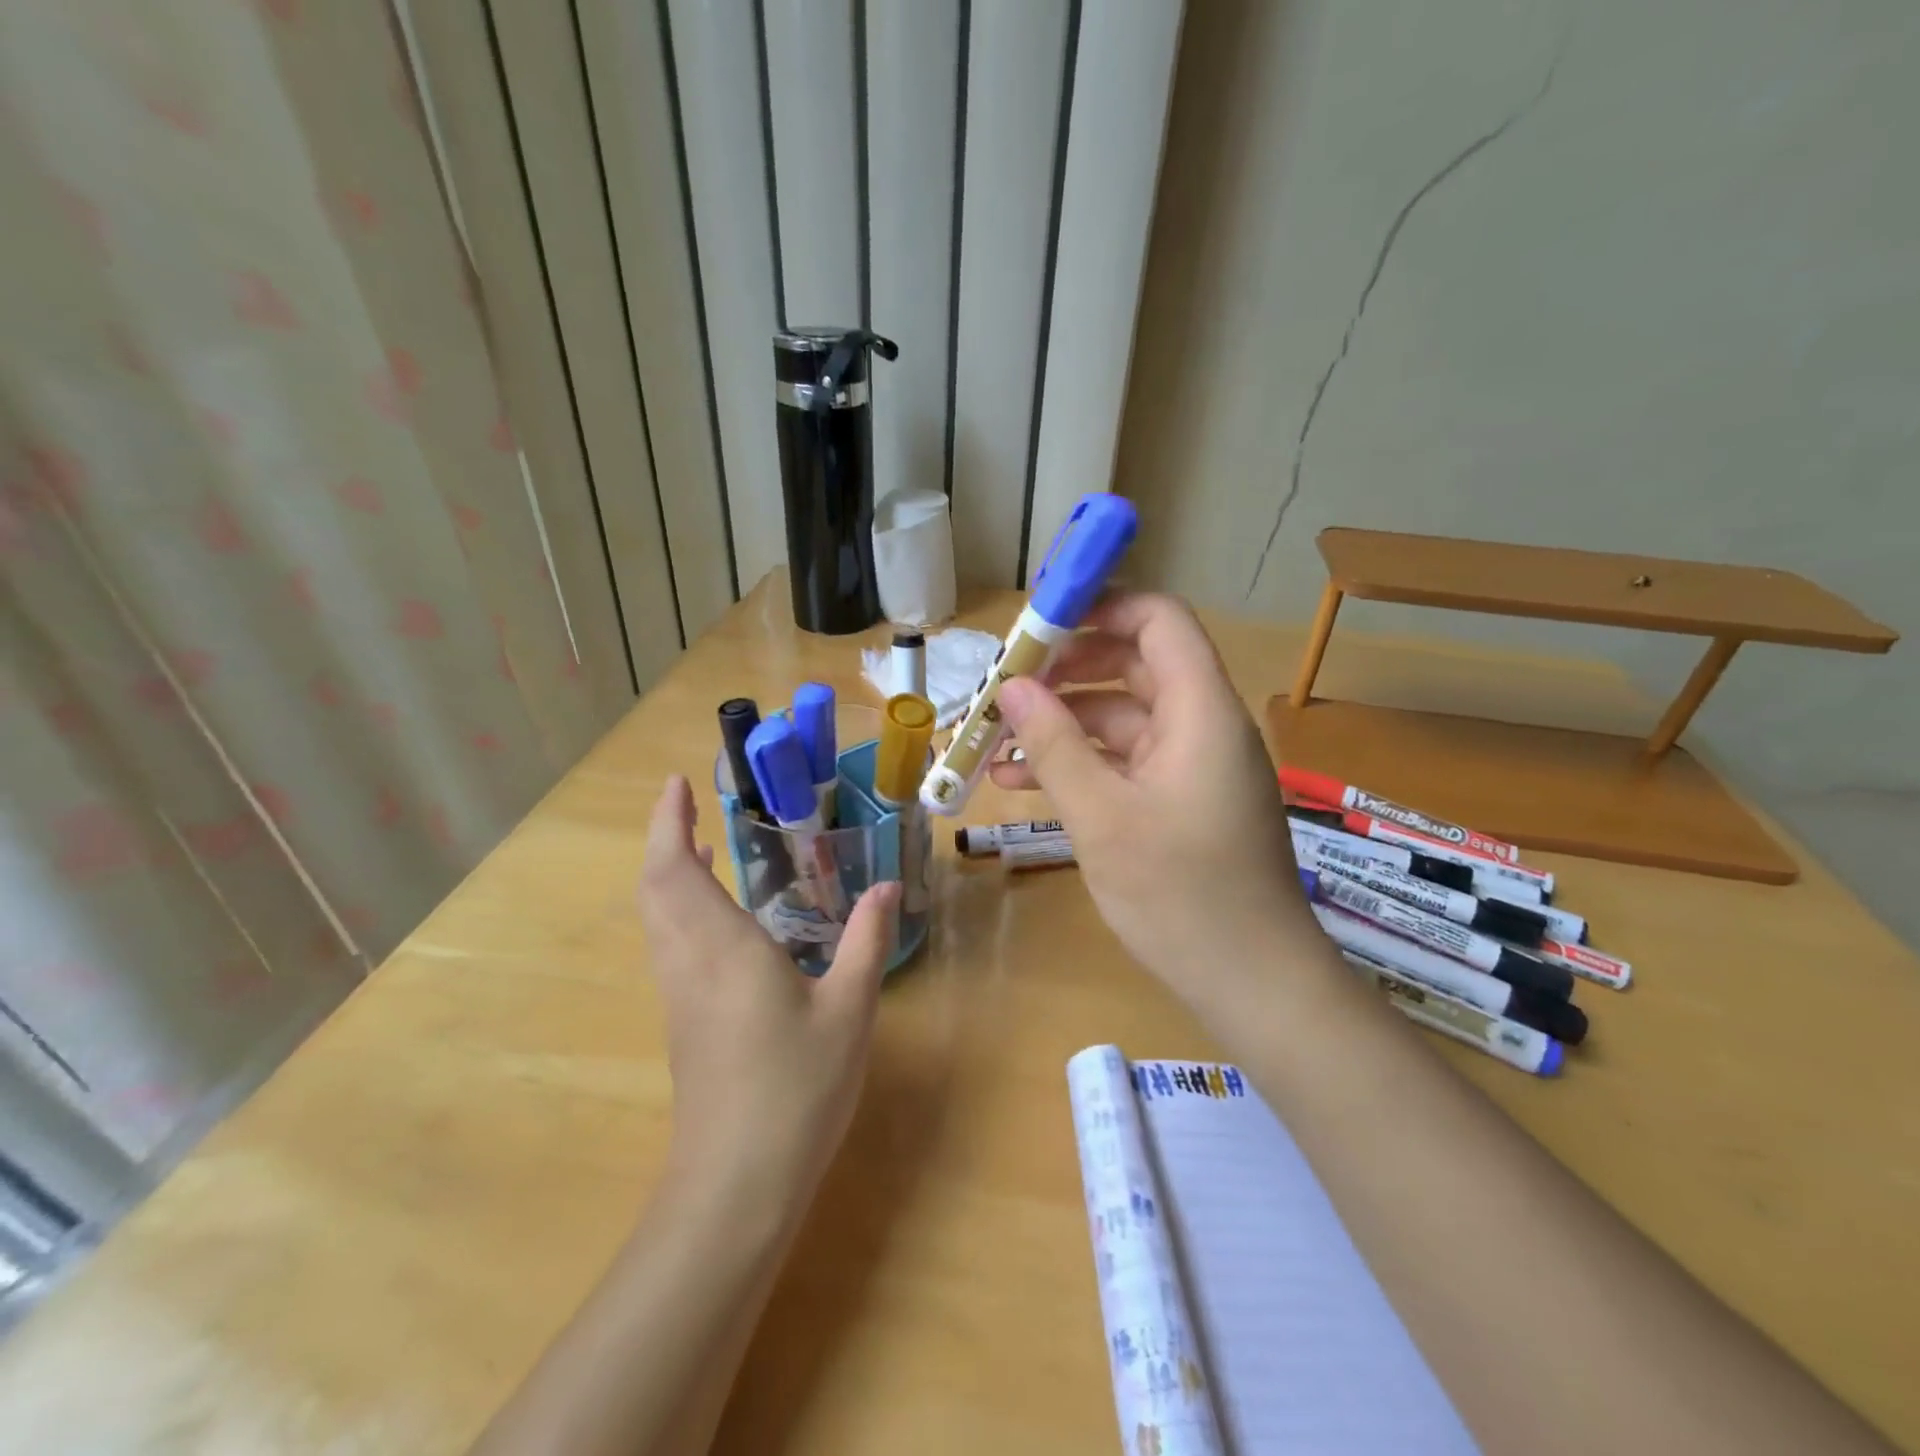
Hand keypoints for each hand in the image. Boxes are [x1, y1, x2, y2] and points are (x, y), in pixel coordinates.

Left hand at [638, 776, 899, 1215]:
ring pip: (657, 916)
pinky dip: (679, 906)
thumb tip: (887, 888)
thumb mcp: (848, 1010)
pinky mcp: (683, 1021)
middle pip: (655, 887)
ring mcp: (679, 994)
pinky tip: (717, 916)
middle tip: (688, 805)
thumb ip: (866, 942)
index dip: (667, 823)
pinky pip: (670, 942)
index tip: (675, 784)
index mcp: (722, 947)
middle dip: (663, 839)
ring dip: (668, 872)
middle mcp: (688, 961)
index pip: (676, 869)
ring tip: (701, 845)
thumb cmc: (795, 1089)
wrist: (735, 1185)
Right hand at [990, 592, 1310, 998]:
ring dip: (1060, 722)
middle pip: (1132, 665)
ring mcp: (1189, 766)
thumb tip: (1012, 687)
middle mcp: (1200, 725)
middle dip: (1065, 670)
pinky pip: (1123, 762)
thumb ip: (1054, 746)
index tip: (1038, 623)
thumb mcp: (1103, 817)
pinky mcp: (1177, 801)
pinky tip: (1019, 782)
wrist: (1253, 983)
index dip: (1101, 607)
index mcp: (1200, 711)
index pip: (1158, 620)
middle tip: (1005, 684)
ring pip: (1119, 717)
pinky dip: (1077, 763)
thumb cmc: (1182, 895)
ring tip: (995, 738)